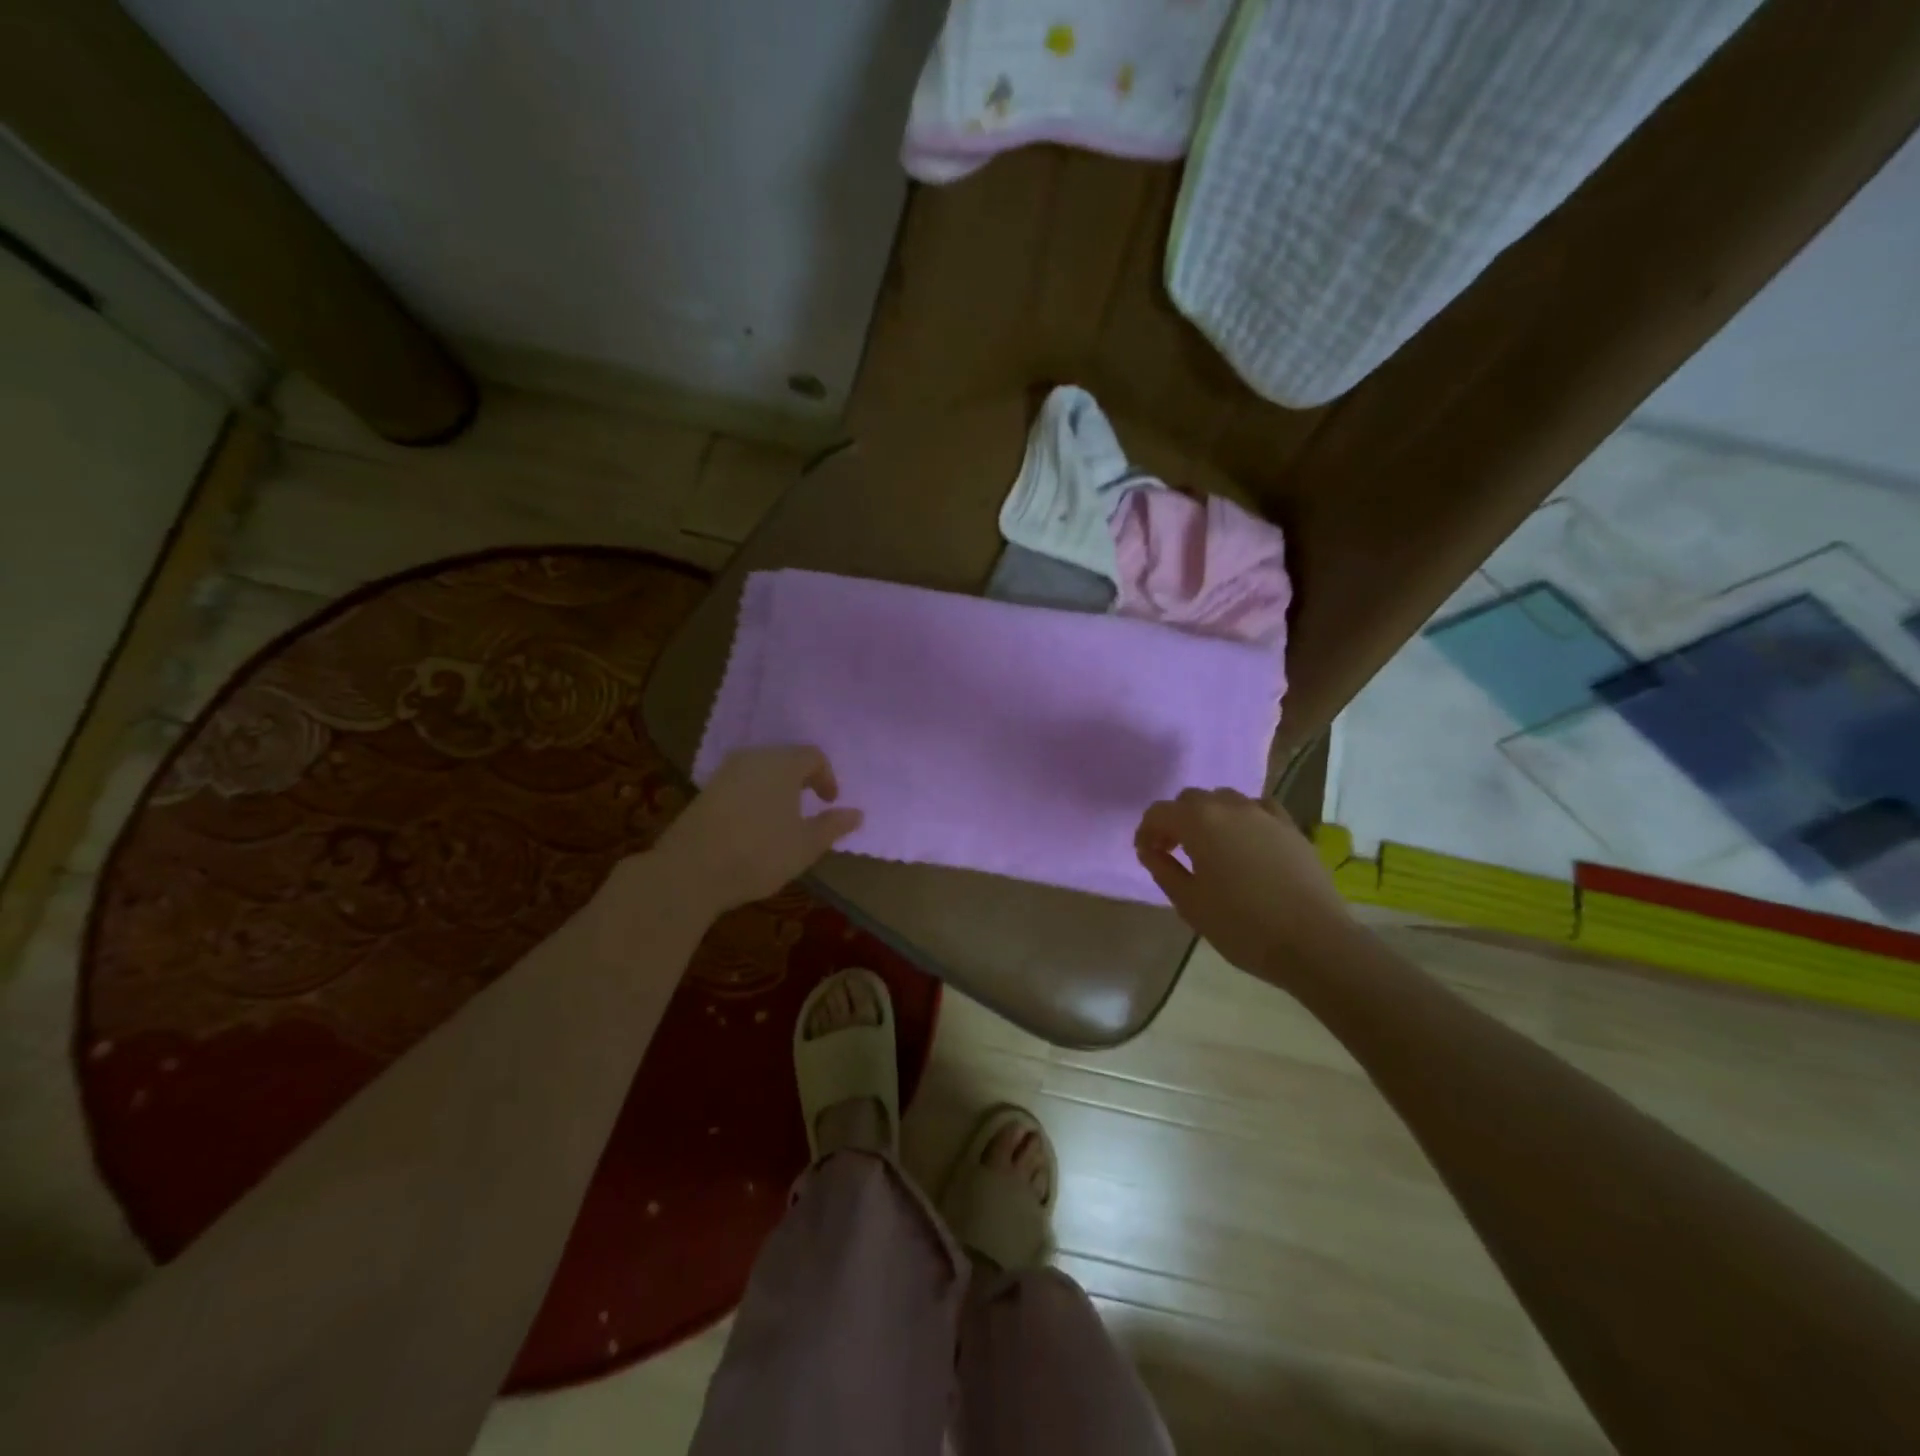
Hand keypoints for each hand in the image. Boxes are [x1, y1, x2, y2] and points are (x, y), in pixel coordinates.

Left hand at [653, 747, 862, 914]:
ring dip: (777, 788)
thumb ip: (833, 826)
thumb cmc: (759, 854)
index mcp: (782, 764)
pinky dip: (754, 796)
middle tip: (810, 805)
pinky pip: (740, 783)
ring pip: (760, 770)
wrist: (690, 871)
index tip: (830, 802)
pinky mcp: (705, 791)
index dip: (827, 777)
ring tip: (783, 817)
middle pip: (785, 758)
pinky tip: (753, 825)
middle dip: (802, 779)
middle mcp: (753, 759)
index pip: (813, 756)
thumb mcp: (805, 845)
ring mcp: (725, 773)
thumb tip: (857, 813)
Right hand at [1135, 788, 1350, 978]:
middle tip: (1173, 851)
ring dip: (1209, 816)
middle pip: (1191, 799)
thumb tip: (1150, 851)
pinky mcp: (1291, 827)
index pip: (1159, 812)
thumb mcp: (1190, 903)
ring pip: (1225, 800)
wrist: (1313, 942)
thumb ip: (1163, 870)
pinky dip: (1243, 818)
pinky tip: (1246, 843)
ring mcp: (1264, 813)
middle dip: (1176, 820)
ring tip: (1210, 848)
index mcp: (1198, 822)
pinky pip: (1258, 809)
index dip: (1147, 831)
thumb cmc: (1242, 925)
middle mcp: (1230, 806)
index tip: (1147, 855)